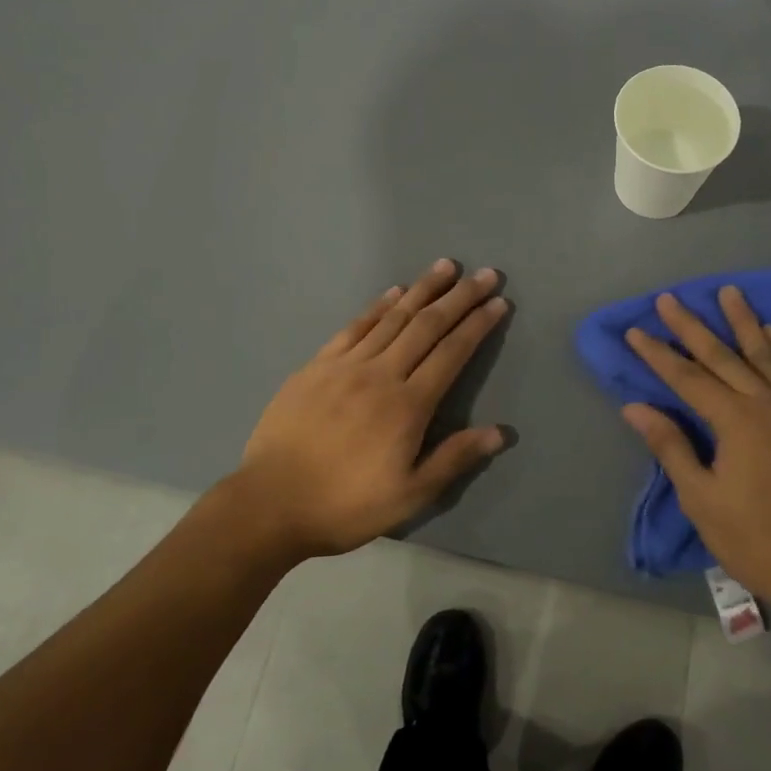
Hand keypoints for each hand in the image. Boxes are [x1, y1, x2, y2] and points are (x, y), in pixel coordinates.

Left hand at [220, 260, 510, 562]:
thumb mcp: (409, 495)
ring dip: (423, 289)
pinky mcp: (317, 365)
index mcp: (408, 405)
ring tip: (446, 266)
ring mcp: (346, 365)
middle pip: (427, 325)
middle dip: (460, 297)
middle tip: (485, 274)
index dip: (478, 325)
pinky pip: (354, 327)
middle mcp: (381, 374)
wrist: (269, 504)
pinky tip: (393, 291)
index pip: (452, 353)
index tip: (499, 302)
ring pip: (392, 317)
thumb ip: (454, 459)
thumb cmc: (346, 504)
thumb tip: (501, 432)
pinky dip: (378, 306)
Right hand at [621, 287, 770, 617]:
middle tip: (670, 298)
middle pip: (724, 356)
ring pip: (765, 355)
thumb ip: (671, 447)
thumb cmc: (755, 539)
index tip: (635, 330)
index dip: (659, 354)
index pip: (688, 378)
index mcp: (736, 422)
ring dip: (743, 322)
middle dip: (692, 326)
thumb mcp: (702, 499)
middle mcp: (767, 405)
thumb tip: (635, 408)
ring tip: (729, 292)